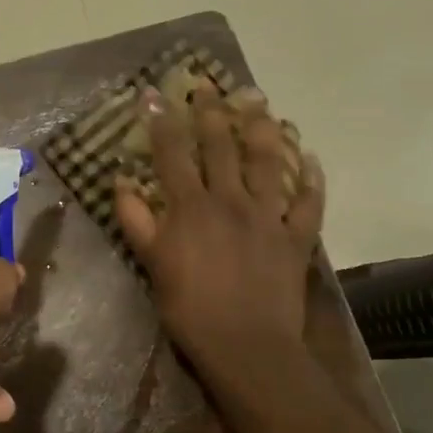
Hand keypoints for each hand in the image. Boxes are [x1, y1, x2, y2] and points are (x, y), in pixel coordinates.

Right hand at [116, 84, 325, 378]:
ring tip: (260, 103)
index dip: (161, 120)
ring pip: (268, 161)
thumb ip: (136, 220)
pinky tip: (310, 157)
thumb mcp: (152, 265)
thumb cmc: (190, 309)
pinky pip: (308, 202)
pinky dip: (311, 179)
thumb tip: (121, 181)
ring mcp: (268, 216)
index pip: (172, 152)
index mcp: (191, 206)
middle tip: (210, 85)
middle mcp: (230, 200)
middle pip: (221, 145)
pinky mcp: (297, 237)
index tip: (154, 94)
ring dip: (264, 128)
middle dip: (212, 112)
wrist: (246, 347)